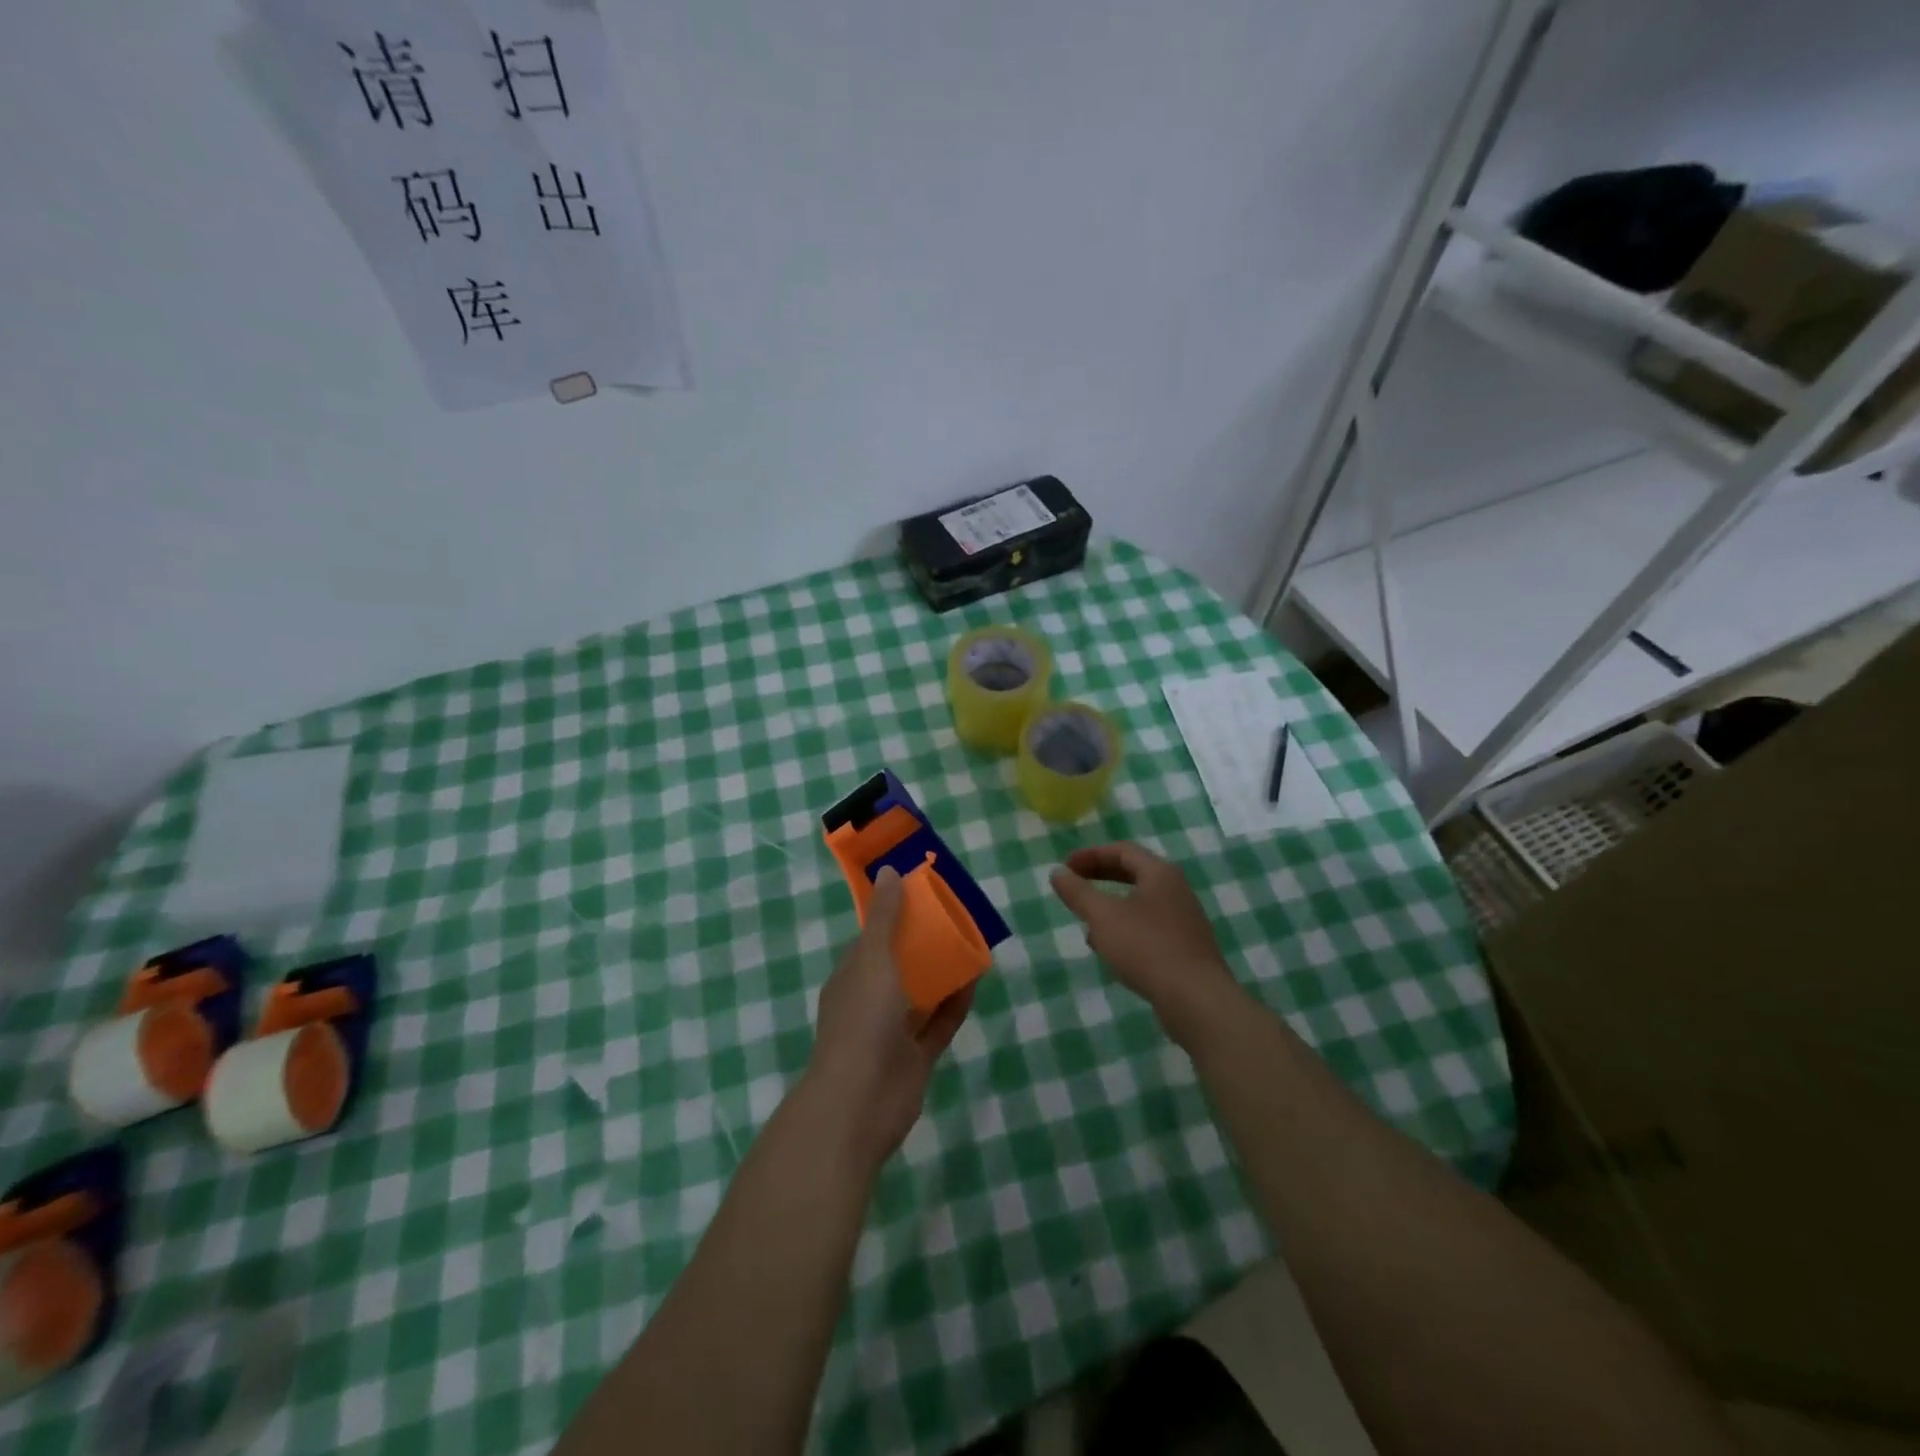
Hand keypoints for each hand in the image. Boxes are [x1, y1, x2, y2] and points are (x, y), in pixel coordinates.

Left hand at [805, 867, 974, 1169]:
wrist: (861, 1102)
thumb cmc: (863, 1020)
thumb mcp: (872, 958)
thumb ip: (884, 917)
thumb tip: (889, 871)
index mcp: (852, 975)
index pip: (873, 937)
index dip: (894, 915)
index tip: (923, 894)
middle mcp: (870, 1000)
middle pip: (900, 964)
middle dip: (924, 943)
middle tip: (955, 917)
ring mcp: (893, 1031)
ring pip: (922, 993)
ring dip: (943, 972)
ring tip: (971, 944)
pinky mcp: (916, 1056)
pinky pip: (940, 1022)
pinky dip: (956, 1003)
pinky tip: (976, 981)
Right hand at [1050, 843, 1240, 1042]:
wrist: (1197, 1000)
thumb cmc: (1146, 948)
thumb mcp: (1103, 917)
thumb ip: (1078, 892)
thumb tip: (1057, 872)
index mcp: (1160, 873)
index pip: (1122, 850)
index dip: (1090, 855)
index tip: (1065, 868)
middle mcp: (1176, 890)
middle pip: (1133, 873)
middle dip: (1100, 877)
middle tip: (1074, 886)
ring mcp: (1184, 920)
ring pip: (1140, 902)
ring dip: (1111, 907)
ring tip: (1087, 924)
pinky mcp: (1185, 947)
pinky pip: (1149, 927)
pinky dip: (1126, 929)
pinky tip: (1111, 951)